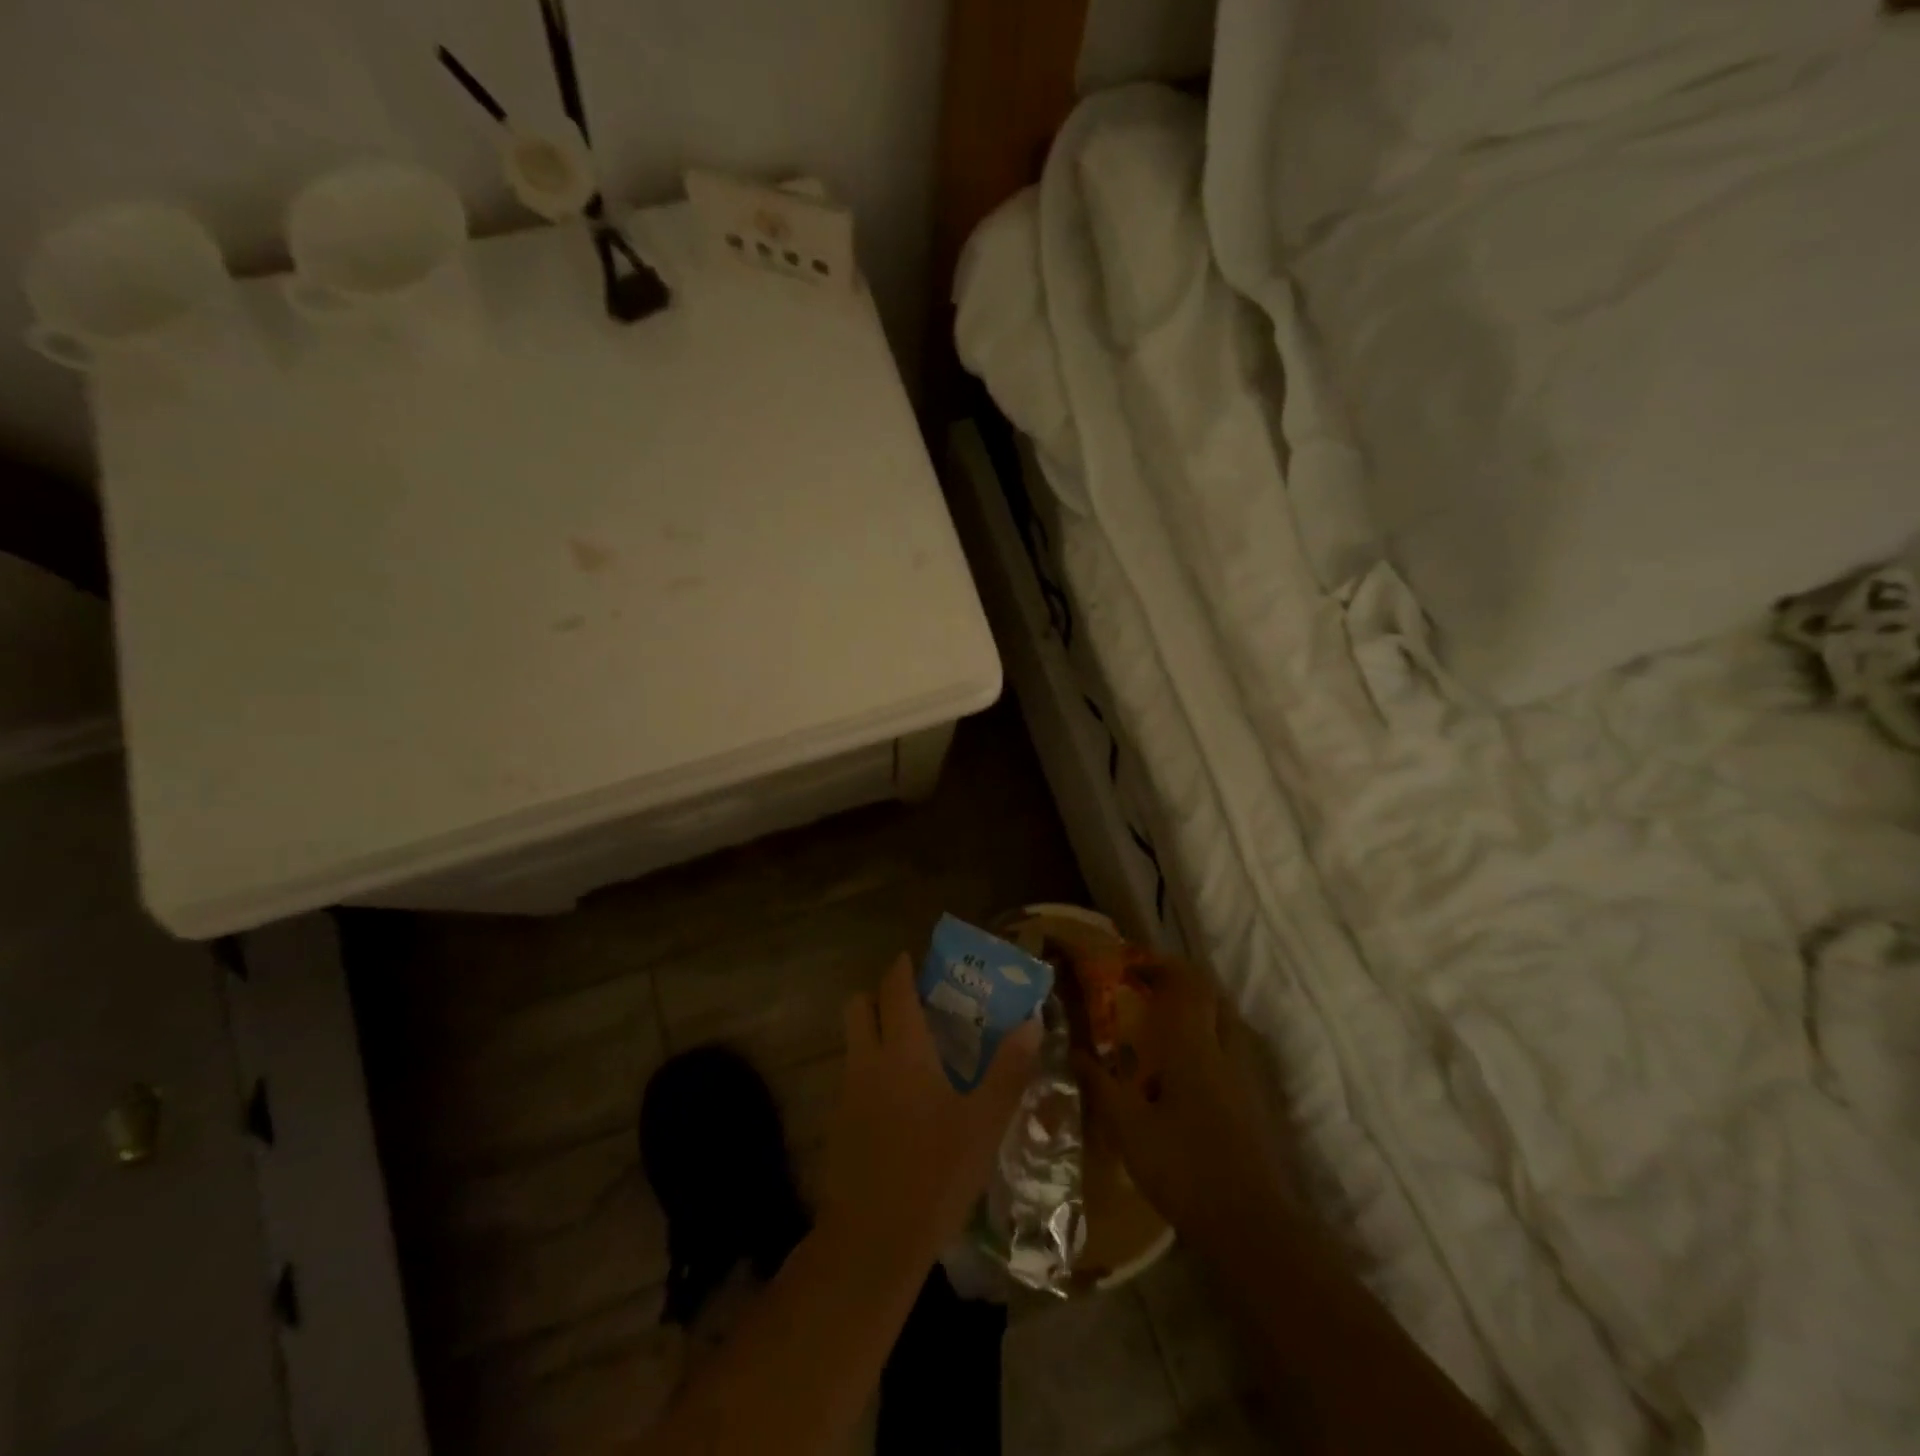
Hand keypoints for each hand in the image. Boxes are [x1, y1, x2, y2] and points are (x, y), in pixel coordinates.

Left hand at [819, 954, 1041, 1281]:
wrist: (873, 1241)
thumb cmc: (936, 1172)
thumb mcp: (984, 1121)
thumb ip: (1009, 1068)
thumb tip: (1033, 1020)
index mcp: (902, 1049)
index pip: (894, 988)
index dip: (902, 968)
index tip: (914, 960)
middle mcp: (867, 1060)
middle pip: (858, 1006)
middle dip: (878, 996)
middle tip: (911, 1005)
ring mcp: (847, 1093)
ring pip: (852, 1043)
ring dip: (873, 1034)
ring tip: (911, 1052)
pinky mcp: (838, 1126)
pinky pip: (852, 1079)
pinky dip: (870, 1073)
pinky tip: (898, 1103)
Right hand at [1071, 953, 1295, 1252]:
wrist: (1252, 1227)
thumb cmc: (1184, 1170)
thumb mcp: (1129, 1129)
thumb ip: (1101, 1085)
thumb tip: (1074, 1051)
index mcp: (1195, 1047)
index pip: (1187, 984)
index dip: (1161, 965)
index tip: (1131, 964)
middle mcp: (1227, 1050)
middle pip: (1213, 994)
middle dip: (1182, 981)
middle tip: (1147, 988)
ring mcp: (1248, 1076)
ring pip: (1227, 1020)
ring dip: (1199, 1007)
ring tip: (1163, 1021)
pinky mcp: (1256, 1100)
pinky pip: (1233, 1047)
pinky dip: (1210, 1036)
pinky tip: (1186, 1066)